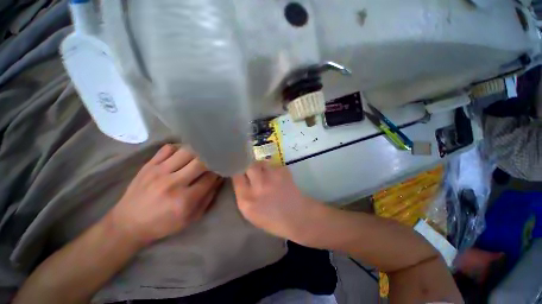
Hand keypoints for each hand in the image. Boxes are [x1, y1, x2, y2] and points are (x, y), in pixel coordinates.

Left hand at [109, 144, 221, 245]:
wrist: (128, 223)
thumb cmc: (163, 224)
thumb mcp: (191, 218)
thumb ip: (208, 198)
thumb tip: (219, 179)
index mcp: (184, 200)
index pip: (210, 177)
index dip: (219, 171)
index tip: (221, 169)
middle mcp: (172, 183)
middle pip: (200, 162)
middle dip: (211, 160)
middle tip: (214, 160)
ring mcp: (158, 172)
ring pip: (186, 151)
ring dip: (198, 152)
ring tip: (201, 155)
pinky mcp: (148, 165)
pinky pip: (168, 148)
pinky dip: (179, 148)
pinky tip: (183, 154)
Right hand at [232, 162, 323, 242]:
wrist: (298, 217)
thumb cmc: (274, 221)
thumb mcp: (251, 214)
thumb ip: (243, 196)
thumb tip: (241, 180)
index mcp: (246, 201)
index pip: (236, 177)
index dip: (238, 172)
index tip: (241, 172)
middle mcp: (257, 187)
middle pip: (248, 166)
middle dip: (249, 167)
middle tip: (254, 171)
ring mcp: (271, 178)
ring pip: (261, 162)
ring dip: (262, 166)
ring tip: (267, 174)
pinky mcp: (283, 172)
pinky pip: (274, 165)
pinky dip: (274, 169)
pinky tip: (278, 177)